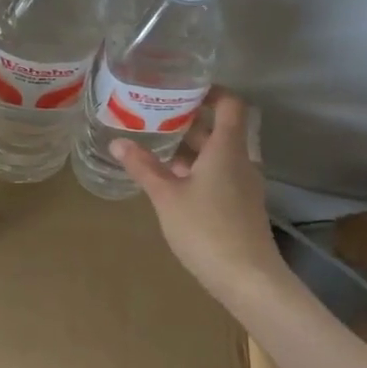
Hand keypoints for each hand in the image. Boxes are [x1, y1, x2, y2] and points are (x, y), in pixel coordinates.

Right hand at [113, 91, 282, 302]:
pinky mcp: (241, 206)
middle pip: (221, 129)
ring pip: (219, 154)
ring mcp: (244, 185)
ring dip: (192, 147)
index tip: (183, 88)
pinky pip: (220, 174)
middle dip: (191, 120)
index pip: (230, 105)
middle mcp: (241, 161)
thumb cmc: (206, 229)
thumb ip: (143, 167)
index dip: (211, 92)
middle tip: (157, 114)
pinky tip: (172, 180)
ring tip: (158, 144)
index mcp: (227, 149)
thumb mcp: (167, 196)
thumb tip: (118, 142)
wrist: (248, 279)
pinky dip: (198, 169)